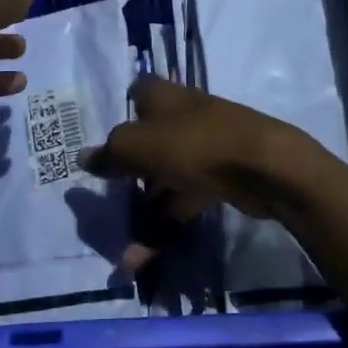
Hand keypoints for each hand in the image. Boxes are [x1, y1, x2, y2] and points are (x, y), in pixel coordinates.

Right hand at [82, 75, 328, 265]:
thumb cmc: (193, 144)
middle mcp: (182, 116)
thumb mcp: (137, 146)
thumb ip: (110, 154)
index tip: (104, 140)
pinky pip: (184, 200)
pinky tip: (144, 255)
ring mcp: (203, 147)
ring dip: (144, 211)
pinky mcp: (220, 177)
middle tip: (105, 200)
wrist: (264, 167)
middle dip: (126, 172)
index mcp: (162, 96)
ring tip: (122, 245)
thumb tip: (83, 157)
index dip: (120, 111)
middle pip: (147, 141)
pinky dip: (165, 225)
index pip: (136, 92)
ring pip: (164, 177)